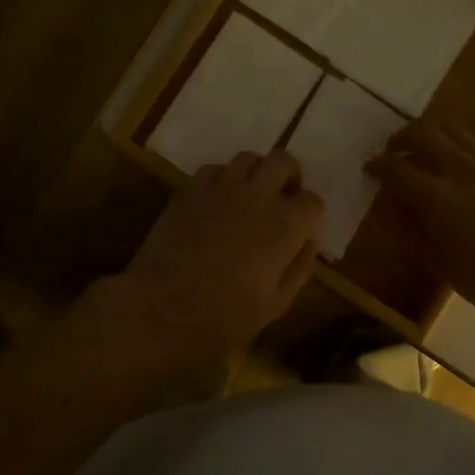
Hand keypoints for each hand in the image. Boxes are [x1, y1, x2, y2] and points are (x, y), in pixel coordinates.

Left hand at [110, 149, 324, 371]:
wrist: (160, 309)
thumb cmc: (224, 316)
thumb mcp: (276, 304)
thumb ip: (299, 267)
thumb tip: (308, 242)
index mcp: (285, 225)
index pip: (313, 201)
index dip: (311, 215)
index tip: (303, 229)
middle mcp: (258, 196)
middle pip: (284, 161)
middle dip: (290, 177)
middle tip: (283, 198)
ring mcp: (221, 188)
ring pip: (249, 158)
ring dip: (257, 172)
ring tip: (251, 195)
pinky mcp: (190, 190)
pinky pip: (214, 169)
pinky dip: (223, 178)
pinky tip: (218, 200)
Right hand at [367, 119, 474, 329]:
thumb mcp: (439, 264)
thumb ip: (408, 231)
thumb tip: (386, 209)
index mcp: (437, 196)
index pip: (395, 167)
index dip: (377, 165)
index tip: (370, 169)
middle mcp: (462, 168)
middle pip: (423, 132)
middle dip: (401, 138)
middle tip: (394, 153)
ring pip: (454, 129)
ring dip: (432, 134)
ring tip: (426, 151)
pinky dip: (461, 147)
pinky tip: (464, 168)